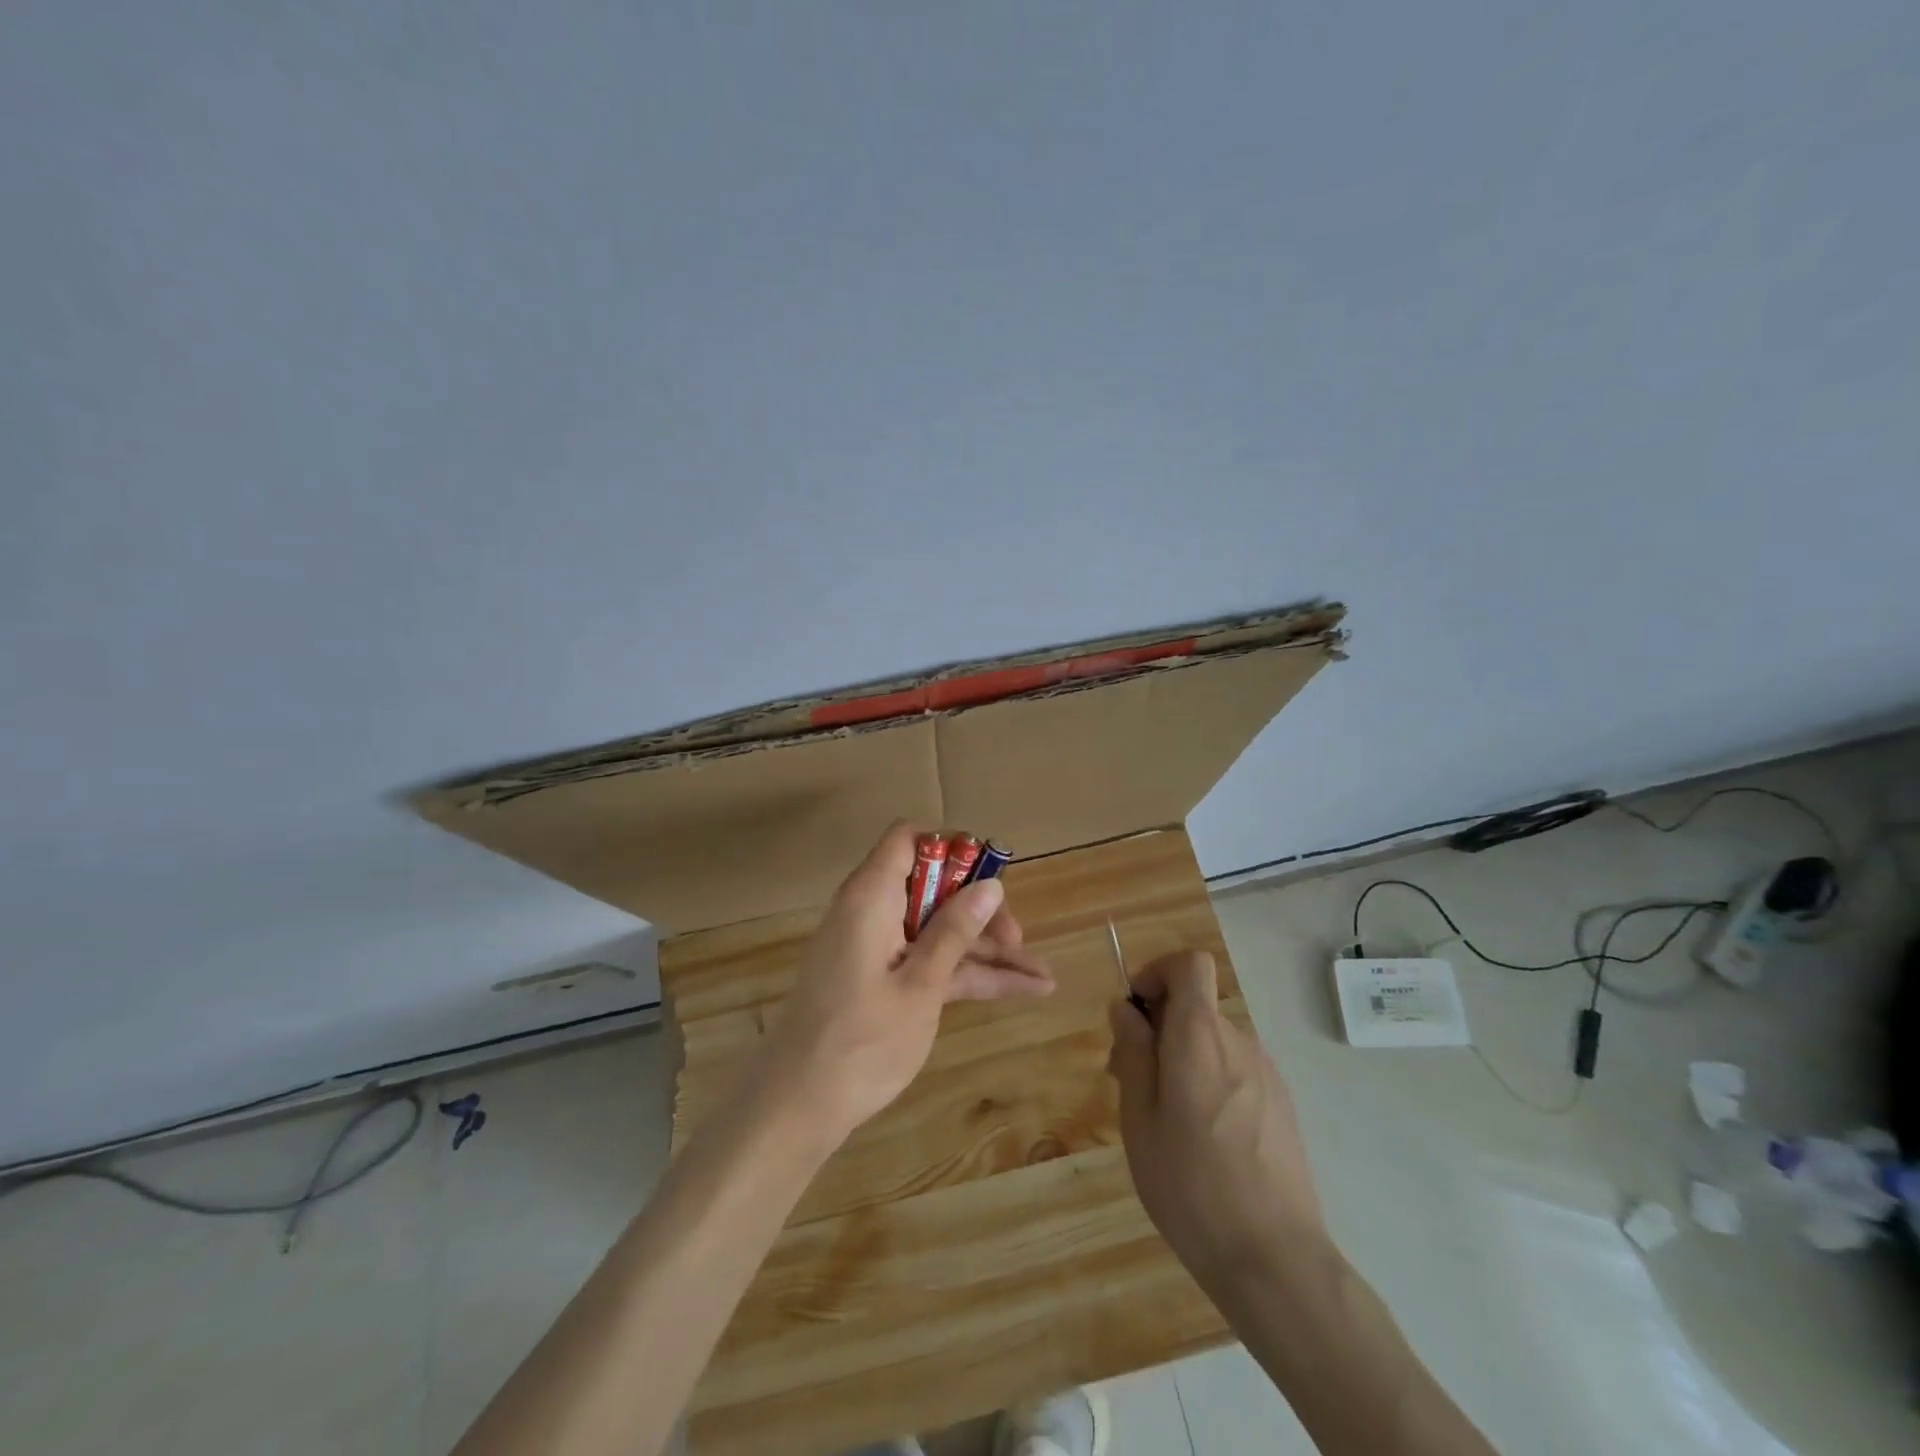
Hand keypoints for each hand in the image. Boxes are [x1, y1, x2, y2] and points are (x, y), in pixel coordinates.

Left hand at [762, 823, 1053, 1141]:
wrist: (798, 1107)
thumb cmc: (860, 1042)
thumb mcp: (920, 986)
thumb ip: (954, 932)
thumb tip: (991, 885)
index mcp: (872, 896)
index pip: (908, 838)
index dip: (951, 845)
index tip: (990, 871)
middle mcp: (874, 911)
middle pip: (934, 887)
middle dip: (981, 909)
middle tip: (1017, 939)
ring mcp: (880, 947)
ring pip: (940, 929)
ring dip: (987, 950)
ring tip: (1043, 976)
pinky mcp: (884, 979)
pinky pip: (932, 961)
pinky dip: (969, 974)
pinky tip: (1022, 991)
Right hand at [1106, 950, 1325, 1287]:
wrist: (1274, 1259)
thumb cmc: (1191, 1186)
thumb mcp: (1140, 1118)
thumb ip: (1133, 1052)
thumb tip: (1126, 1008)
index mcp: (1200, 1038)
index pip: (1190, 965)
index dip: (1158, 973)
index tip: (1135, 1012)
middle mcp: (1238, 1042)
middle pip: (1195, 1005)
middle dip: (1158, 1026)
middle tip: (1131, 1080)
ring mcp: (1266, 1073)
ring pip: (1212, 1040)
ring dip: (1181, 1056)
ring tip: (1164, 1119)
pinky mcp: (1281, 1103)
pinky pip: (1234, 1068)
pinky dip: (1209, 1079)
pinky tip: (1202, 1139)